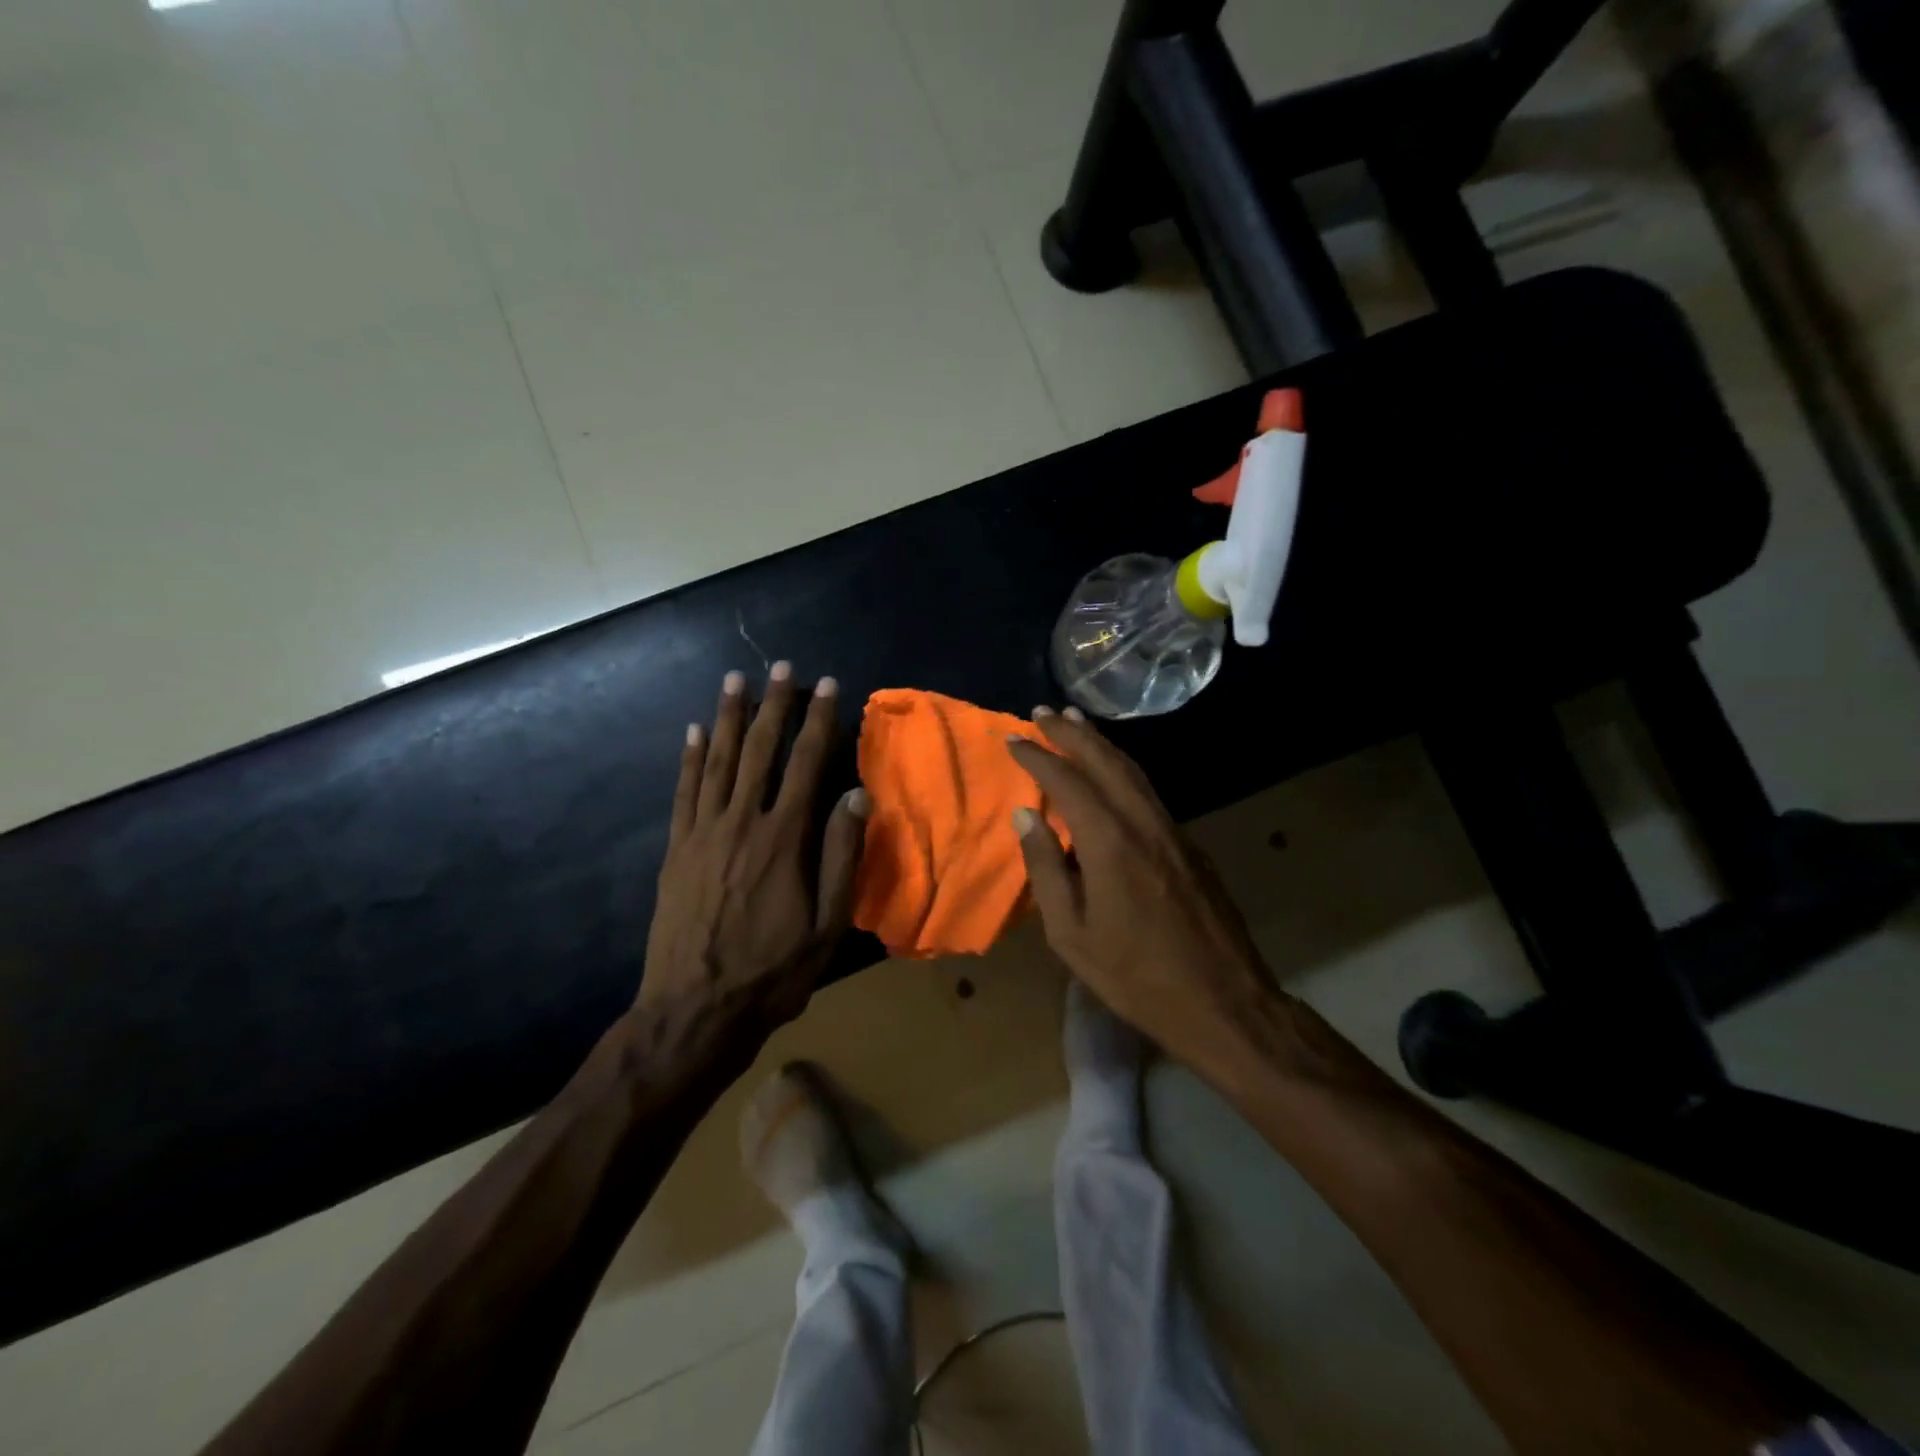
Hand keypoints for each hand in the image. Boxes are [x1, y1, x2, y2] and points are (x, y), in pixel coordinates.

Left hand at [638, 664, 867, 1055]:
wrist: (694, 1011)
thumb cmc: (772, 971)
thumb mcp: (827, 925)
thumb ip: (842, 856)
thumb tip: (856, 796)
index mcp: (785, 839)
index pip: (806, 764)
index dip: (820, 721)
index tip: (828, 686)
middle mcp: (742, 822)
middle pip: (760, 751)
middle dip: (773, 705)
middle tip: (781, 667)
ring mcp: (702, 833)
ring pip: (717, 761)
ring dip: (728, 717)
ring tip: (735, 681)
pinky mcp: (676, 850)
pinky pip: (684, 792)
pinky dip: (689, 758)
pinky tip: (694, 732)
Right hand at [1005, 707, 1278, 1070]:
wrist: (1224, 1002)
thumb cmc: (1135, 976)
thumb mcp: (1071, 934)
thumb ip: (1046, 869)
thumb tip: (1025, 817)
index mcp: (1110, 842)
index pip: (1067, 781)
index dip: (1037, 757)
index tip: (1012, 739)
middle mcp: (1144, 823)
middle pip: (1105, 761)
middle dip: (1072, 732)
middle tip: (1043, 711)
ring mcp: (1173, 831)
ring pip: (1133, 771)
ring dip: (1101, 743)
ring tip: (1075, 723)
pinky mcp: (1190, 846)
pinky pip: (1148, 791)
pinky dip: (1122, 769)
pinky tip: (1110, 772)